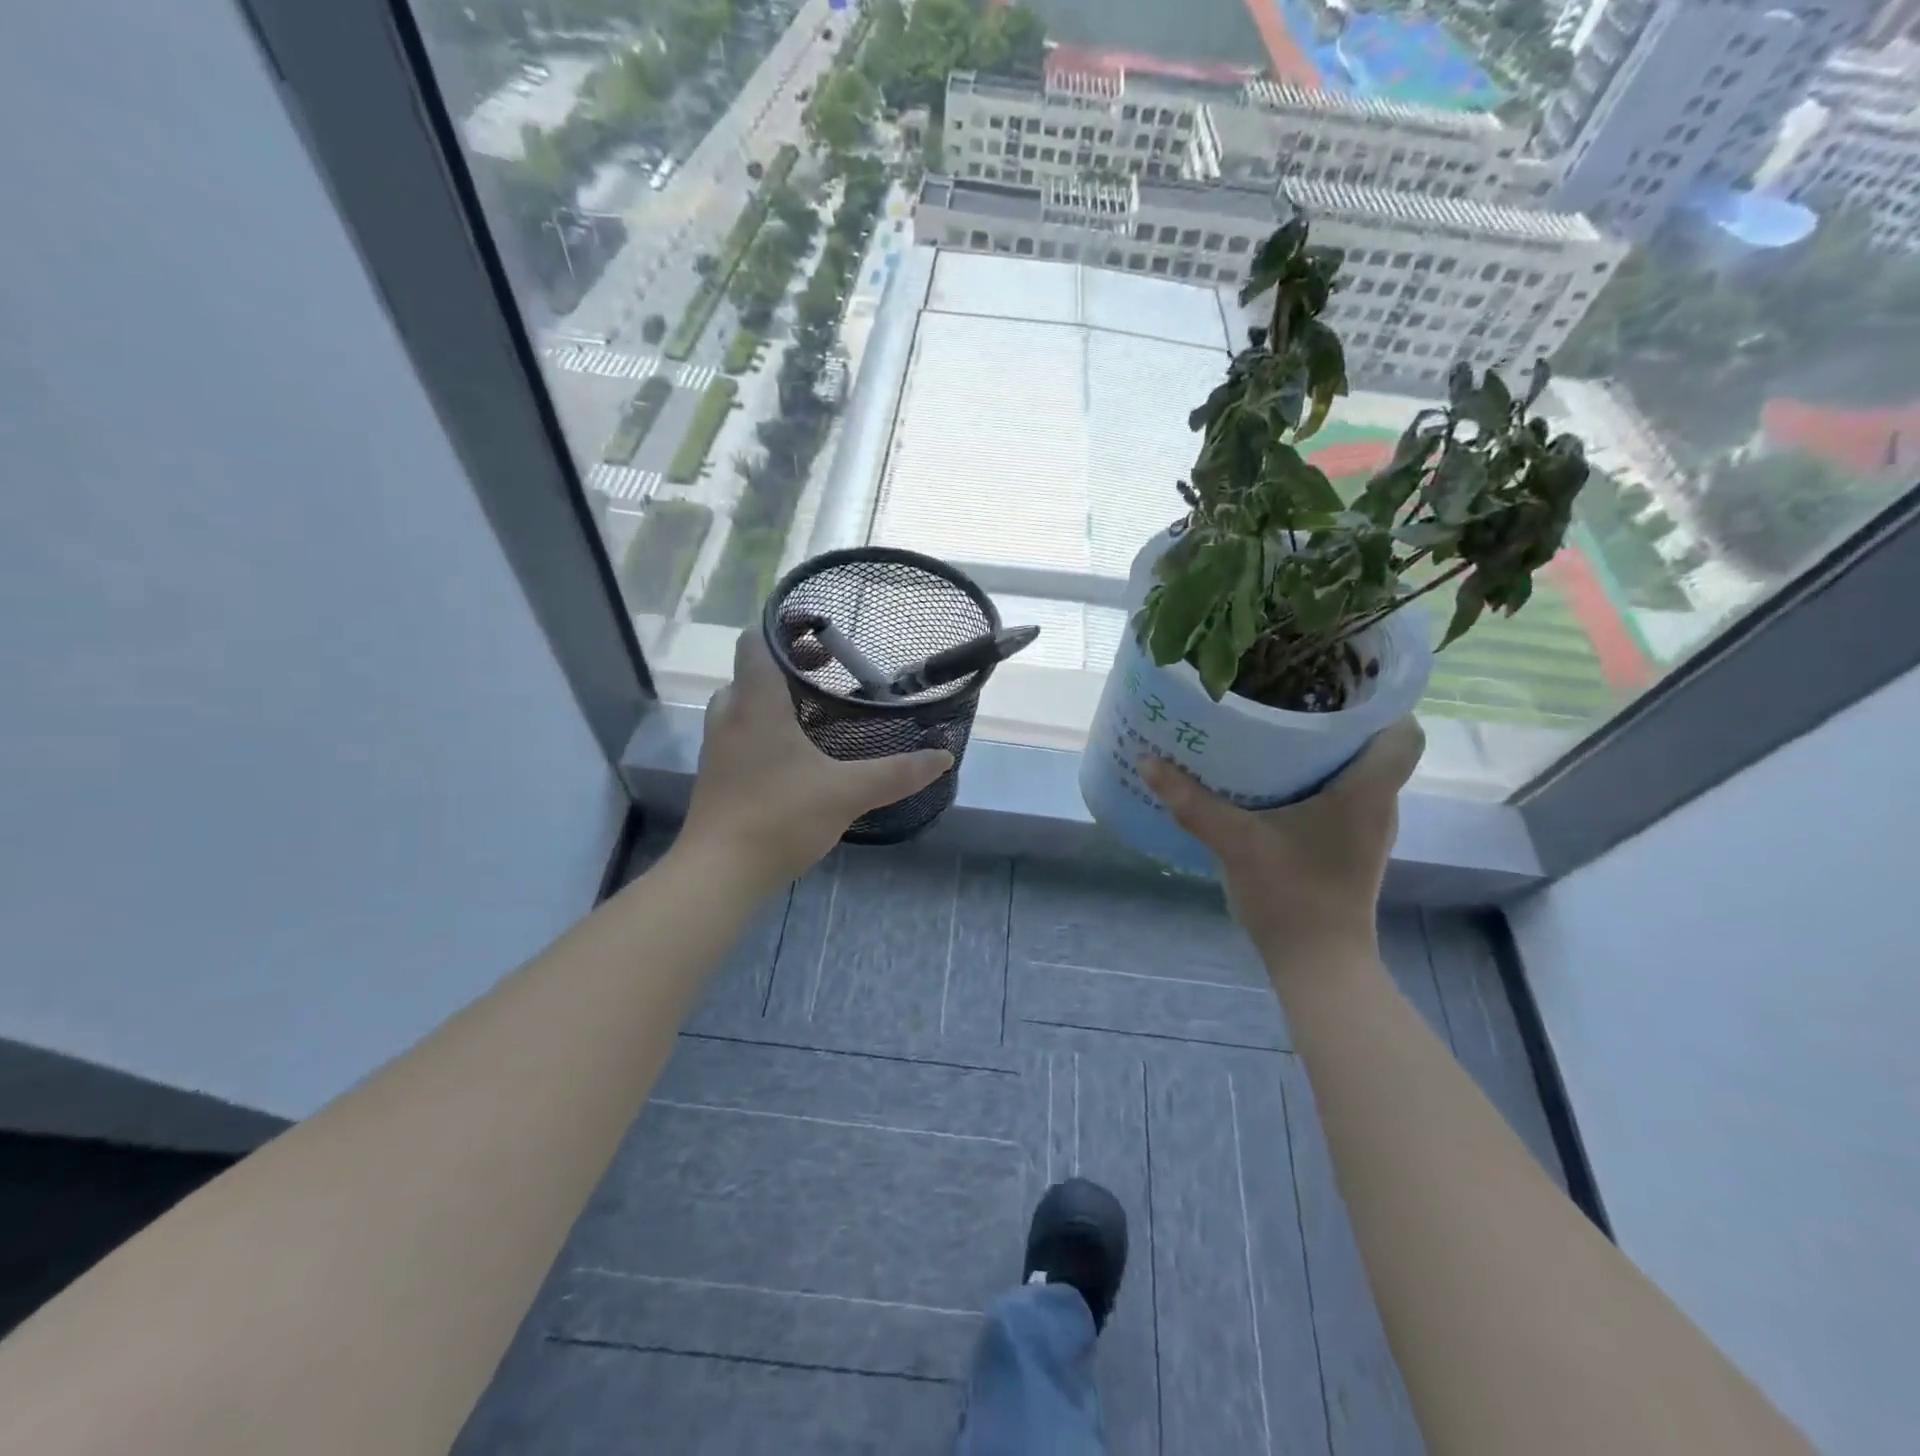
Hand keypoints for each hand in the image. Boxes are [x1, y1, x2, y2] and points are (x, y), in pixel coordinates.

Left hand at [678, 629, 952, 893]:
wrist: (719, 873)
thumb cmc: (780, 816)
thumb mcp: (848, 792)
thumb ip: (897, 772)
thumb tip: (944, 757)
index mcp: (756, 702)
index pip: (756, 640)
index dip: (785, 628)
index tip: (823, 635)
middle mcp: (730, 714)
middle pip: (753, 670)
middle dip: (790, 665)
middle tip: (830, 671)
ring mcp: (718, 745)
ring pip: (745, 702)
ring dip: (777, 697)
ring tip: (819, 711)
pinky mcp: (717, 773)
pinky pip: (741, 732)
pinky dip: (767, 727)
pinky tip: (799, 754)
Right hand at [1139, 718, 1424, 965]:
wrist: (1318, 964)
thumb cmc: (1291, 897)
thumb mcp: (1235, 843)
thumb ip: (1191, 802)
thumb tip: (1148, 761)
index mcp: (1367, 792)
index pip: (1404, 732)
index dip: (1380, 702)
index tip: (1335, 682)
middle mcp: (1378, 804)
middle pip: (1376, 745)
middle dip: (1338, 717)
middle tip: (1287, 696)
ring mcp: (1367, 828)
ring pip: (1358, 771)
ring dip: (1325, 750)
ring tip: (1275, 730)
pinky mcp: (1350, 846)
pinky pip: (1343, 795)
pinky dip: (1317, 780)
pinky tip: (1273, 781)